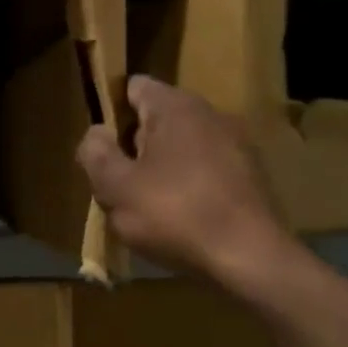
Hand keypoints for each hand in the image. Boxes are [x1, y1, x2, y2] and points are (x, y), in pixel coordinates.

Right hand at [77, 75, 296, 290]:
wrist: (252, 259)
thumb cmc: (175, 215)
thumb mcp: (115, 188)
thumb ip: (96, 154)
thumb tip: (96, 133)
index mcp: (175, 107)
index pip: (132, 87)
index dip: (110, 112)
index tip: (100, 148)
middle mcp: (209, 114)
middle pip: (156, 119)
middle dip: (133, 147)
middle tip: (117, 185)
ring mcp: (236, 144)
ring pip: (181, 147)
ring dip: (161, 168)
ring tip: (147, 207)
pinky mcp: (251, 175)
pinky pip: (205, 170)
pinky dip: (189, 186)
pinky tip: (182, 219)